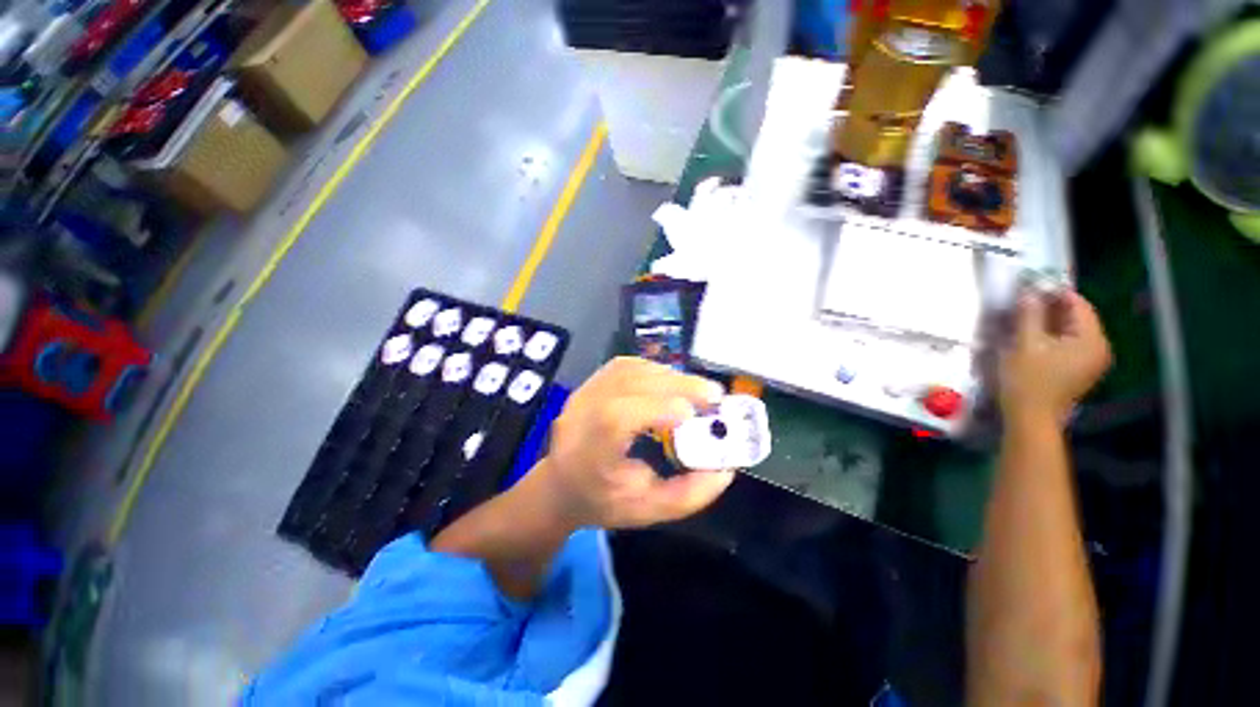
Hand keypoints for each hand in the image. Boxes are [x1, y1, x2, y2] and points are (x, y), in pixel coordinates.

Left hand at [537, 357, 735, 529]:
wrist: (560, 483)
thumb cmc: (602, 500)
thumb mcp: (647, 510)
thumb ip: (688, 494)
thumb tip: (726, 470)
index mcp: (589, 452)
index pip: (616, 416)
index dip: (655, 408)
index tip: (691, 414)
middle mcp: (581, 413)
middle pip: (628, 384)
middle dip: (675, 385)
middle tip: (714, 395)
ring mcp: (583, 393)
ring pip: (629, 370)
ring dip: (669, 375)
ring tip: (697, 389)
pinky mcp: (590, 383)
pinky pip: (625, 366)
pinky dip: (654, 369)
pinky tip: (672, 382)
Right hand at [1000, 290, 1111, 424]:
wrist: (1030, 418)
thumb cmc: (1028, 381)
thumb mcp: (1024, 344)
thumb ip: (1029, 315)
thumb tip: (1030, 291)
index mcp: (1092, 340)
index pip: (1078, 305)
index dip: (1055, 292)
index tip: (1031, 285)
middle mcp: (1099, 348)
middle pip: (1077, 317)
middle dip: (1052, 307)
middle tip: (1025, 300)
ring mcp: (1091, 361)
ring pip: (1071, 330)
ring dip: (1050, 321)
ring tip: (1025, 316)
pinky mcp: (1079, 370)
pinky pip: (1069, 343)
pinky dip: (1052, 335)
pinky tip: (1033, 336)